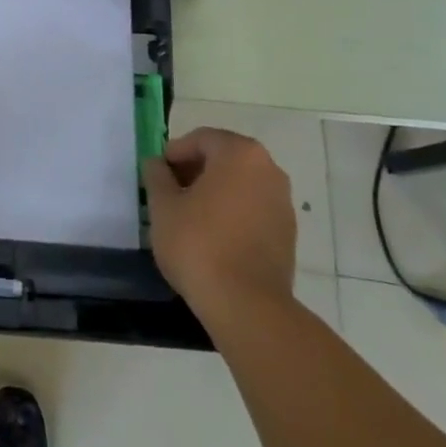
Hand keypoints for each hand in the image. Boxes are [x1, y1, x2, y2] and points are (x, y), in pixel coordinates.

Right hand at [143, 128, 297, 332]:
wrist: (248, 307)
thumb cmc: (200, 244)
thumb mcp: (163, 206)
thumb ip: (157, 176)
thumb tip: (157, 164)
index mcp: (239, 153)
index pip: (201, 139)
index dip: (175, 154)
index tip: (158, 176)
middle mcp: (268, 169)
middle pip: (224, 159)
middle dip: (196, 172)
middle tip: (171, 194)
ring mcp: (283, 202)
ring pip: (240, 185)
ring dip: (215, 193)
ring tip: (190, 218)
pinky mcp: (288, 234)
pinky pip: (254, 210)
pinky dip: (234, 214)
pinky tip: (214, 238)